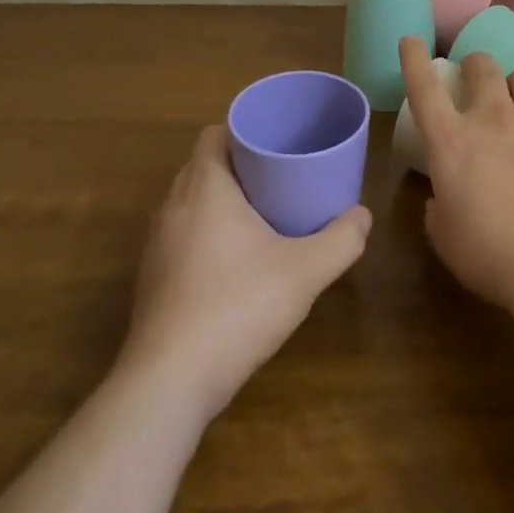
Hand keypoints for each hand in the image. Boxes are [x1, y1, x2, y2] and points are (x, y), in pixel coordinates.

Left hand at [121, 126, 370, 420]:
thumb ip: (341, 241)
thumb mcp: (304, 272)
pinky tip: (232, 262)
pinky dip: (203, 233)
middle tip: (278, 175)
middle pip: (202, 166)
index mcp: (205, 187)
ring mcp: (156, 245)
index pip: (213, 135)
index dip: (242, 130)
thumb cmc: (237, 307)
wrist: (168, 382)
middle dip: (237, 165)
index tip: (274, 141)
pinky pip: (179, 235)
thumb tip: (363, 216)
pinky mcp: (150, 279)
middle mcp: (172, 206)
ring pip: (189, 202)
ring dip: (218, 201)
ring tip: (260, 214)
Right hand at [400, 36, 513, 313]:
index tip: (411, 41)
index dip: (414, 59)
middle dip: (474, 65)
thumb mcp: (445, 237)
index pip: (424, 87)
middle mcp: (492, 119)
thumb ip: (438, 209)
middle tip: (474, 80)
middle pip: (482, 65)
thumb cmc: (490, 255)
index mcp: (451, 141)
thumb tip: (443, 199)